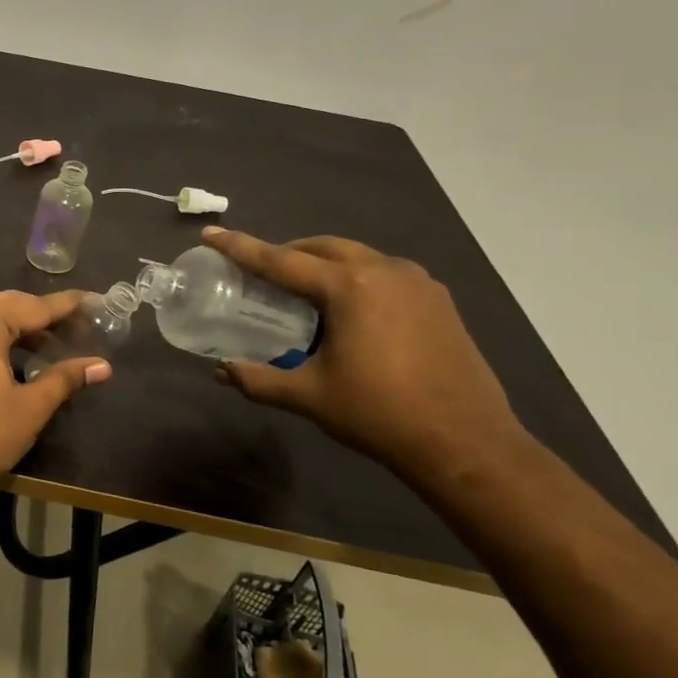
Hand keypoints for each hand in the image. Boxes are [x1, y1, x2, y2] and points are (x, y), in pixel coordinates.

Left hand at [0, 290, 111, 501]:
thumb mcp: (30, 407)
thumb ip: (65, 378)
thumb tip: (103, 366)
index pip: (35, 305)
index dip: (67, 305)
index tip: (95, 301)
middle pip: (9, 305)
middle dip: (43, 315)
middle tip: (79, 326)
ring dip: (19, 327)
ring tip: (53, 344)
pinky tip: (16, 357)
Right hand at [202, 228, 528, 484]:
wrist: (466, 443)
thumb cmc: (379, 413)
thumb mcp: (309, 396)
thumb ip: (258, 379)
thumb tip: (220, 372)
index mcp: (350, 287)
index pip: (281, 260)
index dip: (241, 247)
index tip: (211, 234)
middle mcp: (385, 271)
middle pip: (322, 248)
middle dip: (287, 253)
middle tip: (259, 271)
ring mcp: (419, 284)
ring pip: (357, 257)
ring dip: (324, 263)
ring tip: (301, 290)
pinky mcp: (439, 302)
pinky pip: (385, 274)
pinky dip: (355, 279)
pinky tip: (348, 309)